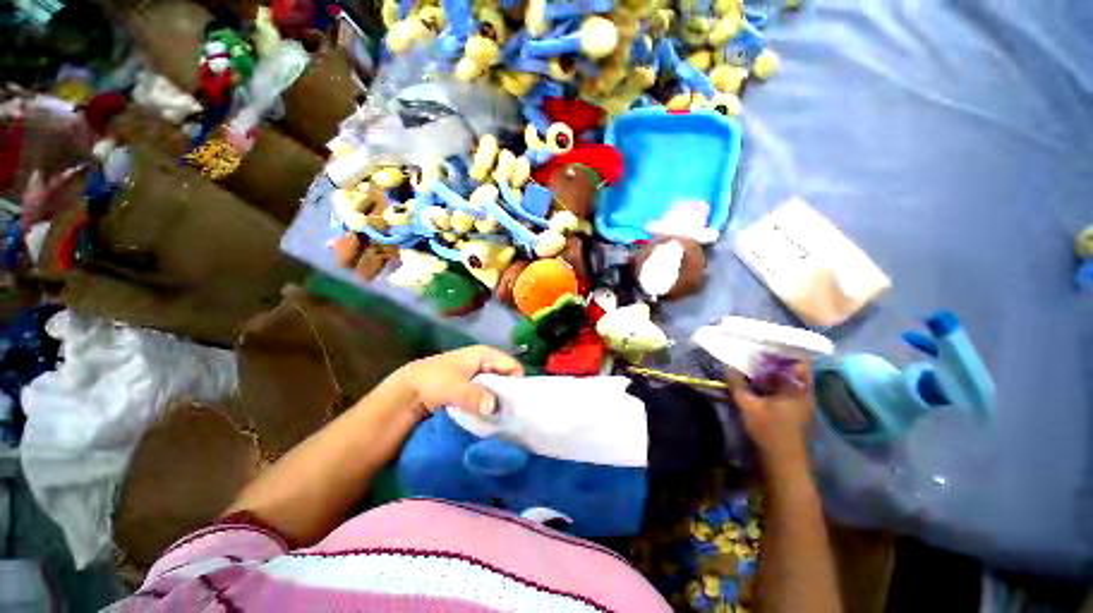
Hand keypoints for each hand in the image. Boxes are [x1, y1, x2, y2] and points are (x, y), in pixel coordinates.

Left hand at [394, 346, 522, 417]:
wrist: (405, 393)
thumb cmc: (432, 381)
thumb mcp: (453, 386)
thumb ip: (474, 396)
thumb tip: (494, 407)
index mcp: (485, 354)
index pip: (512, 366)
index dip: (517, 383)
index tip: (517, 404)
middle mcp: (486, 365)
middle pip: (507, 379)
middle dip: (509, 396)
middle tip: (511, 416)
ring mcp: (480, 379)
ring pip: (498, 391)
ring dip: (499, 405)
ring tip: (502, 421)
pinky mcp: (473, 393)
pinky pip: (488, 400)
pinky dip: (490, 409)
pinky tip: (490, 422)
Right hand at [729, 362, 814, 472]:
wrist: (783, 463)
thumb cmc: (768, 431)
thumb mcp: (748, 406)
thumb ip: (738, 384)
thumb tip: (728, 366)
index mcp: (798, 389)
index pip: (799, 361)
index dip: (783, 351)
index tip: (764, 345)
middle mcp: (804, 393)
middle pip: (794, 369)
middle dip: (776, 361)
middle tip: (756, 354)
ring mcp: (802, 403)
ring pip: (790, 380)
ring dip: (774, 373)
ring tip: (754, 367)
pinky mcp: (795, 411)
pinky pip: (786, 390)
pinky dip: (774, 384)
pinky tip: (758, 384)